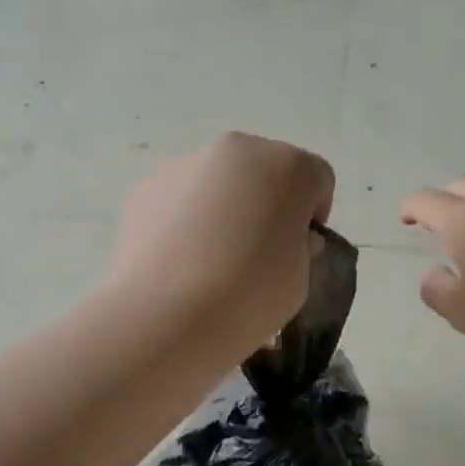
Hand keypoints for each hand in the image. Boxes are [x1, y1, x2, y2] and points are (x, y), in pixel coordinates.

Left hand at [112, 133, 334, 346]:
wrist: (164, 315)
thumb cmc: (250, 295)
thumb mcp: (301, 279)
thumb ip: (300, 246)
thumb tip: (281, 236)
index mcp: (289, 167)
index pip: (317, 179)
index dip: (312, 216)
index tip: (299, 251)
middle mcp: (239, 150)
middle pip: (265, 171)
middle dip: (267, 203)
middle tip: (256, 253)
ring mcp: (187, 163)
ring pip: (219, 182)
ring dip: (224, 208)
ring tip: (210, 261)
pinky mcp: (148, 186)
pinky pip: (181, 198)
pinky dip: (185, 219)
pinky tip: (179, 261)